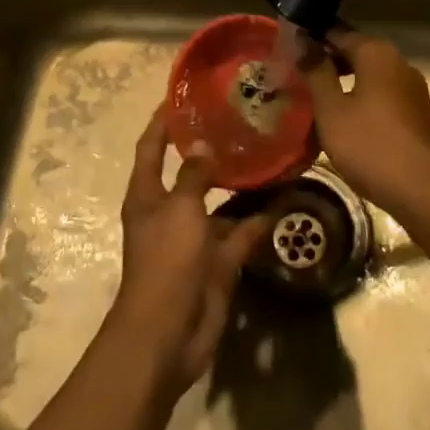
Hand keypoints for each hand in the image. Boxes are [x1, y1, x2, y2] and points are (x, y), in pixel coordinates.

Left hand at [106, 110, 271, 396]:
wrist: (168, 334)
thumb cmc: (165, 261)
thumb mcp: (180, 209)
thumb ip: (194, 175)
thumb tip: (201, 144)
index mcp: (147, 194)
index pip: (152, 146)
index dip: (163, 121)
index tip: (182, 95)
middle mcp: (169, 210)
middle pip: (188, 172)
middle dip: (208, 149)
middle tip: (238, 121)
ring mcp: (193, 238)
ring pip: (218, 203)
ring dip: (238, 185)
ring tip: (266, 155)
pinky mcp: (216, 263)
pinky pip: (239, 235)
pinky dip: (257, 223)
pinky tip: (282, 202)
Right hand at [302, 30, 429, 219]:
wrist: (426, 194)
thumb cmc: (371, 146)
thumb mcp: (332, 110)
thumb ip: (316, 72)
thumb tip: (303, 41)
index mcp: (377, 53)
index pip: (336, 31)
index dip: (310, 38)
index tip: (286, 49)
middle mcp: (398, 62)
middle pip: (354, 52)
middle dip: (325, 61)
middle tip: (294, 75)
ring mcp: (411, 88)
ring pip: (367, 75)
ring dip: (341, 82)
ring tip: (311, 98)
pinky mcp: (416, 113)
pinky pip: (380, 94)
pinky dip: (359, 99)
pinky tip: (340, 120)